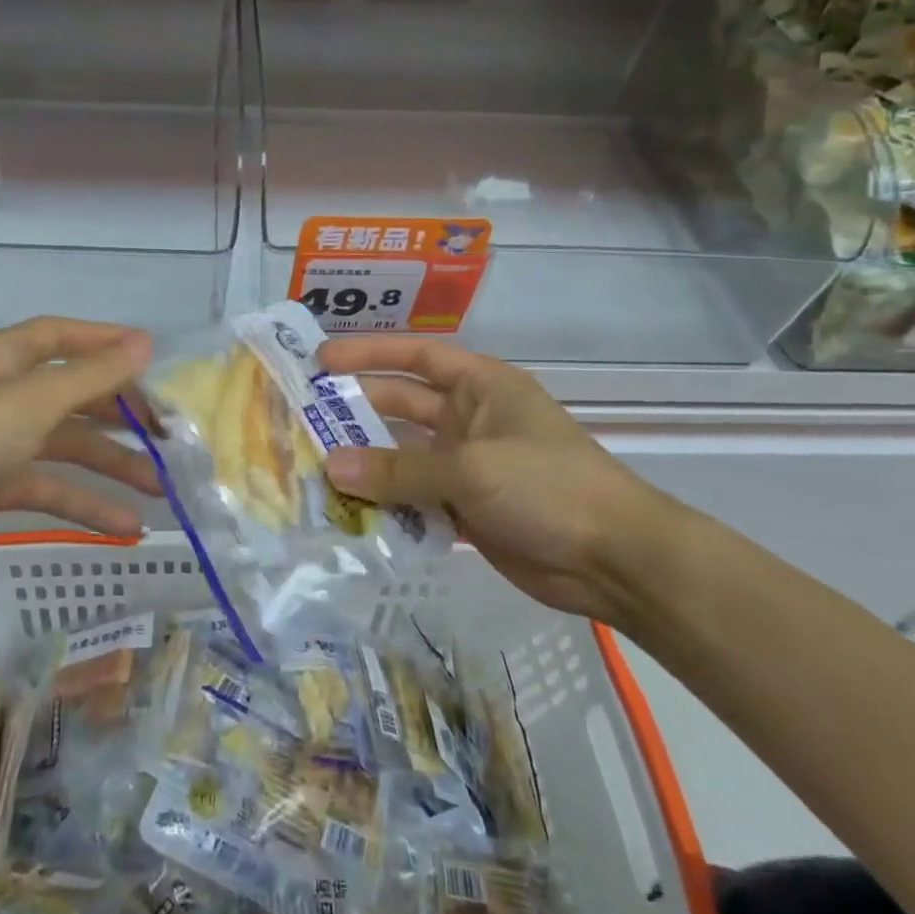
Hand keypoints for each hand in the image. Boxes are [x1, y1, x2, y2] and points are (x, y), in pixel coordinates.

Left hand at [0, 317, 158, 586]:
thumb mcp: (29, 404)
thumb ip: (90, 377)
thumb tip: (145, 342)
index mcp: (7, 360)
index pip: (66, 337)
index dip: (109, 343)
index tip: (156, 361)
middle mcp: (7, 393)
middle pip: (77, 395)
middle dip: (123, 414)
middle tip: (169, 436)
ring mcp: (2, 441)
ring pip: (70, 446)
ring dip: (113, 466)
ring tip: (161, 488)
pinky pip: (52, 487)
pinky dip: (85, 504)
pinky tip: (124, 528)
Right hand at [318, 336, 696, 622]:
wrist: (614, 560)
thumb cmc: (547, 487)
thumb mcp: (470, 469)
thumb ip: (398, 469)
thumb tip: (331, 467)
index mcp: (481, 386)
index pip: (416, 355)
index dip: (368, 353)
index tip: (320, 360)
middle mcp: (470, 418)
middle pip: (402, 405)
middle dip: (356, 411)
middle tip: (301, 418)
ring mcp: (468, 466)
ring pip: (403, 457)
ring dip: (366, 463)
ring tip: (312, 468)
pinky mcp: (466, 509)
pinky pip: (415, 499)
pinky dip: (386, 504)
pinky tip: (347, 512)